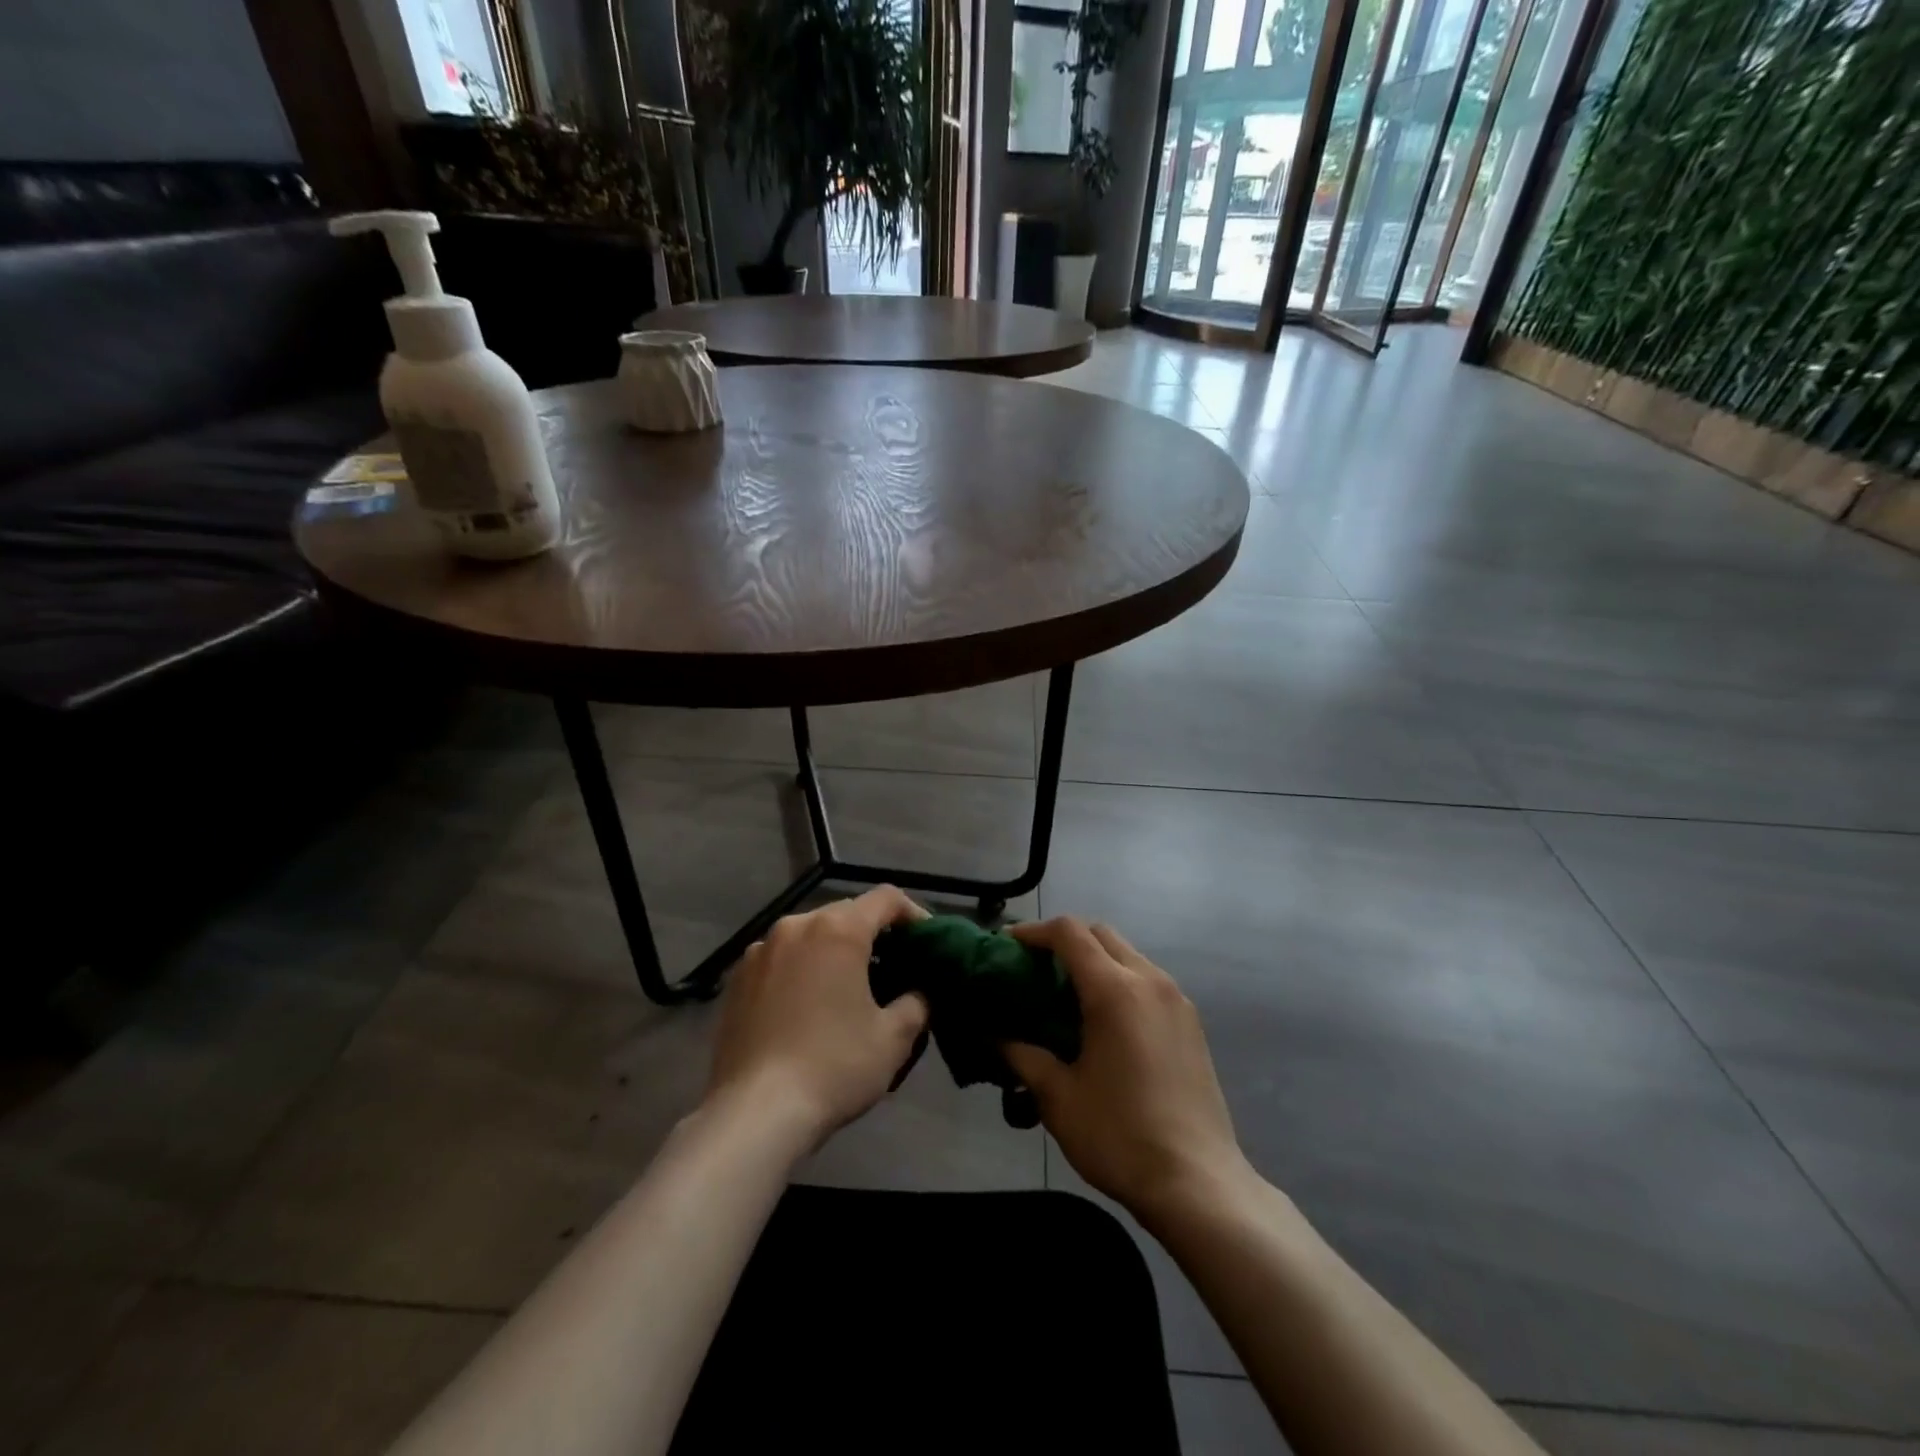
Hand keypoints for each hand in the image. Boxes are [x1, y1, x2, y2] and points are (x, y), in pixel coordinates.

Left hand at [706, 887, 929, 1148]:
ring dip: (834, 950)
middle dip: (873, 933)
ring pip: (809, 934)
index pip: (886, 898)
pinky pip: (781, 959)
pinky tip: (808, 1006)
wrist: (754, 1114)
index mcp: (838, 929)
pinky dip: (802, 969)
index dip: (913, 914)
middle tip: (893, 967)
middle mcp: (796, 926)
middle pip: (845, 912)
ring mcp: (759, 951)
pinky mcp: (735, 979)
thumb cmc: (833, 1067)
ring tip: (849, 987)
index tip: (926, 943)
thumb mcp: (894, 1038)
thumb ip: (916, 1003)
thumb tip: (918, 992)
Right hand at [1004, 918, 1251, 1225]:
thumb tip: (996, 1036)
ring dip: (1094, 960)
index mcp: (1115, 990)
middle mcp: (1149, 981)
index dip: (1033, 931)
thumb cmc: (1120, 1137)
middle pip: (1100, 934)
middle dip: (1064, 941)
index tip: (1007, 946)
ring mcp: (1176, 1000)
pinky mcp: (1191, 1022)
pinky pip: (1147, 980)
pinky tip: (1104, 1021)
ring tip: (1066, 995)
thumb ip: (1024, 1056)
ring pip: (1127, 954)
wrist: (1198, 1185)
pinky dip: (1119, 980)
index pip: (1069, 933)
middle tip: (1034, 970)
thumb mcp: (1058, 1098)